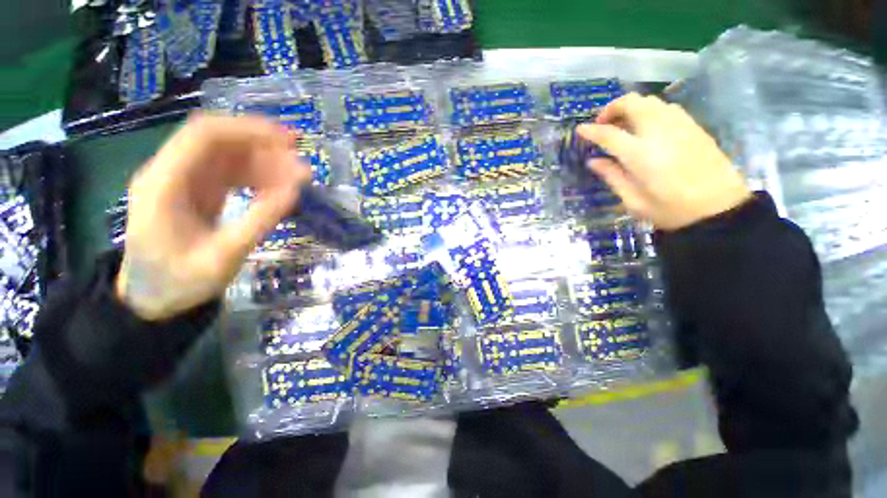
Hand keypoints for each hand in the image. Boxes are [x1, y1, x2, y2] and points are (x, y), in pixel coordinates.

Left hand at [117, 114, 311, 320]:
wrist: (153, 298)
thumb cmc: (180, 282)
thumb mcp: (223, 257)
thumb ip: (259, 221)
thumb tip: (296, 191)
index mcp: (164, 184)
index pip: (204, 135)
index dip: (248, 130)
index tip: (289, 141)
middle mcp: (171, 172)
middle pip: (220, 142)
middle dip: (264, 147)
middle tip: (302, 167)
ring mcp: (185, 181)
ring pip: (230, 156)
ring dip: (266, 163)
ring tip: (299, 180)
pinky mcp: (198, 191)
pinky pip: (233, 174)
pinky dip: (259, 177)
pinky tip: (281, 189)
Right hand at [577, 93, 751, 230]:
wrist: (720, 209)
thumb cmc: (671, 210)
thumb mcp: (633, 200)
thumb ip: (612, 177)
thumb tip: (594, 161)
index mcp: (640, 154)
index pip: (609, 134)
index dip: (591, 131)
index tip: (580, 130)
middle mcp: (659, 132)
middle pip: (632, 103)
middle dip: (611, 108)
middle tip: (603, 124)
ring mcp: (680, 126)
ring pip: (650, 101)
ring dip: (631, 108)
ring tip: (623, 125)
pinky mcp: (694, 127)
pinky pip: (667, 108)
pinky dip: (650, 111)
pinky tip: (647, 128)